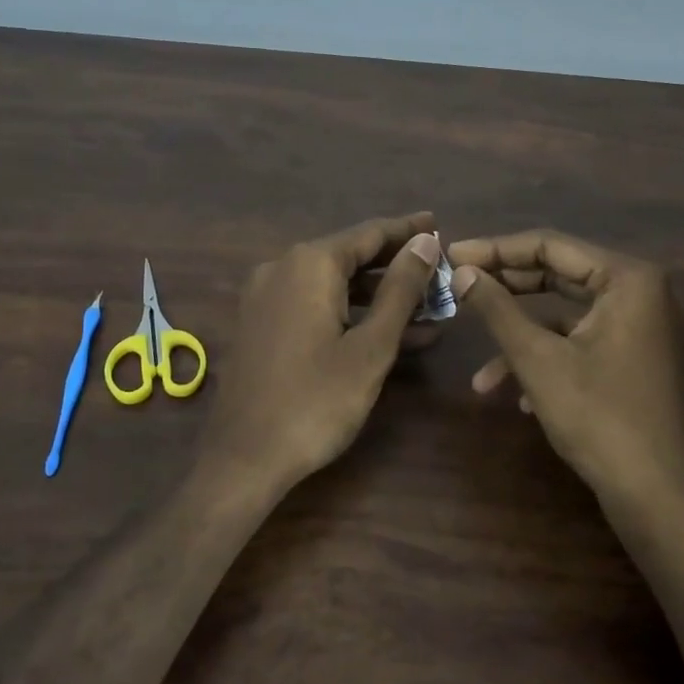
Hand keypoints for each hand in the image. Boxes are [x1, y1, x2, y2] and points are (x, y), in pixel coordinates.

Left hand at [208, 213, 443, 491]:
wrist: (244, 458)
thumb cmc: (316, 401)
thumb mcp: (370, 346)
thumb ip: (400, 290)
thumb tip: (424, 243)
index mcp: (309, 264)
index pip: (368, 233)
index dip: (407, 230)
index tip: (439, 224)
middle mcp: (282, 268)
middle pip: (350, 256)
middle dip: (396, 265)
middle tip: (439, 269)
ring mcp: (266, 297)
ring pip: (334, 285)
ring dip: (378, 296)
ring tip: (428, 307)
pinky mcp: (262, 325)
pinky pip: (314, 306)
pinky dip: (350, 314)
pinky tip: (389, 334)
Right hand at [448, 230, 683, 505]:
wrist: (657, 496)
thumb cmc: (598, 416)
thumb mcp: (537, 358)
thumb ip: (496, 308)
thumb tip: (461, 272)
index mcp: (629, 279)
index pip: (551, 245)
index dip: (496, 249)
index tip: (452, 255)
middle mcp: (643, 294)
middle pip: (560, 275)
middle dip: (506, 289)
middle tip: (459, 287)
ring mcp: (643, 329)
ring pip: (567, 317)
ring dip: (522, 339)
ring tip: (482, 376)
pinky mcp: (638, 360)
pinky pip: (584, 343)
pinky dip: (550, 360)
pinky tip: (521, 399)